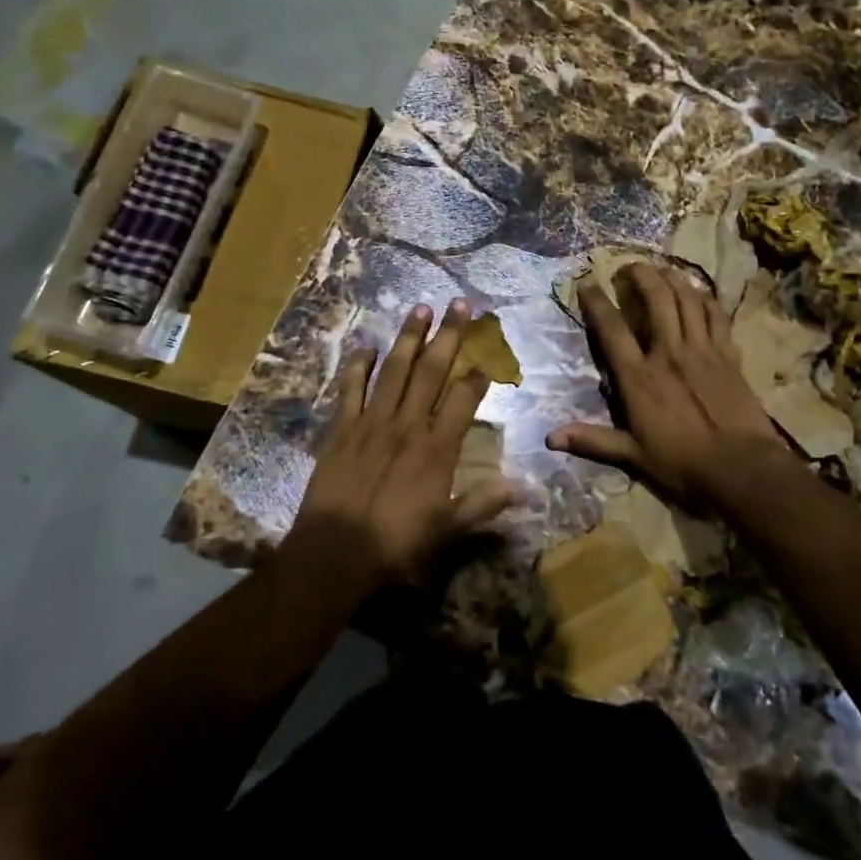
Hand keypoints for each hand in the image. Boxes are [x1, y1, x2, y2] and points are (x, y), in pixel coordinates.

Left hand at [285, 298, 519, 587]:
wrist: (334, 554)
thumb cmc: (396, 544)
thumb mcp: (448, 529)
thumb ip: (484, 503)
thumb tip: (526, 489)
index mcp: (437, 448)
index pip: (463, 399)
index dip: (478, 374)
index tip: (487, 356)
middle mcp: (407, 425)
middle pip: (431, 371)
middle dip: (448, 336)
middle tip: (459, 305)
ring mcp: (372, 422)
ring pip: (394, 370)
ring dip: (409, 338)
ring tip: (420, 309)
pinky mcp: (341, 429)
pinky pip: (350, 389)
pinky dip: (358, 366)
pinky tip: (366, 345)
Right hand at [547, 263, 790, 508]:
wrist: (741, 467)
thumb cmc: (682, 463)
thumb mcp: (633, 456)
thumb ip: (593, 441)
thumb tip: (550, 438)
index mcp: (639, 377)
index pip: (612, 330)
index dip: (597, 302)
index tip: (587, 282)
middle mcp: (668, 353)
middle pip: (656, 299)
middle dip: (641, 275)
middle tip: (629, 266)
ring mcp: (702, 350)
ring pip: (687, 300)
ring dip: (673, 278)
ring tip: (661, 270)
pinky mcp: (728, 355)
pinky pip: (716, 316)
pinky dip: (706, 299)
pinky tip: (699, 292)